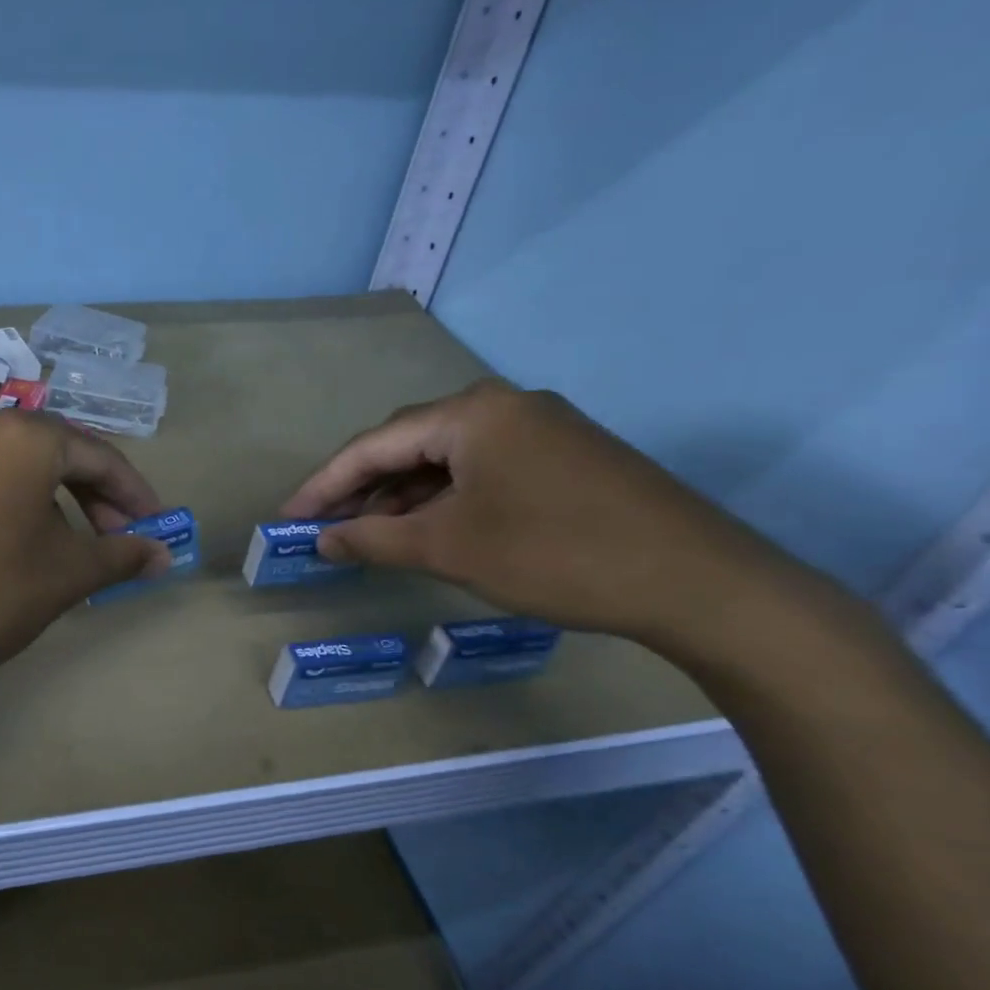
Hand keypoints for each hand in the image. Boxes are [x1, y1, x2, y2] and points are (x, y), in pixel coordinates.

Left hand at [0, 412, 170, 703]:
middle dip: (95, 496)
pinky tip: (23, 539)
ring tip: (74, 545)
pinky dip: (15, 500)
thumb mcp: (67, 574)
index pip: (99, 456)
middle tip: (117, 539)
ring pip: (17, 464)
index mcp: (24, 436)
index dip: (134, 494)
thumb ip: (121, 555)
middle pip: (57, 453)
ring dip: (55, 498)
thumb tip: (164, 555)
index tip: (156, 528)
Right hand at [280, 380, 798, 645]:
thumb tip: (322, 540)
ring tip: (370, 536)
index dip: (324, 485)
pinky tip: (431, 529)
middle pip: (408, 444)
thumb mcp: (449, 548)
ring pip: (446, 459)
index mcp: (471, 413)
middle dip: (361, 488)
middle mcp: (504, 406)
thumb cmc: (555, 554)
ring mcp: (542, 429)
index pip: (373, 444)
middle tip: (325, 528)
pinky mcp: (567, 457)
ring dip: (403, 496)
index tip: (289, 518)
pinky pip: (483, 470)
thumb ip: (373, 540)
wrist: (700, 583)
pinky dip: (446, 499)